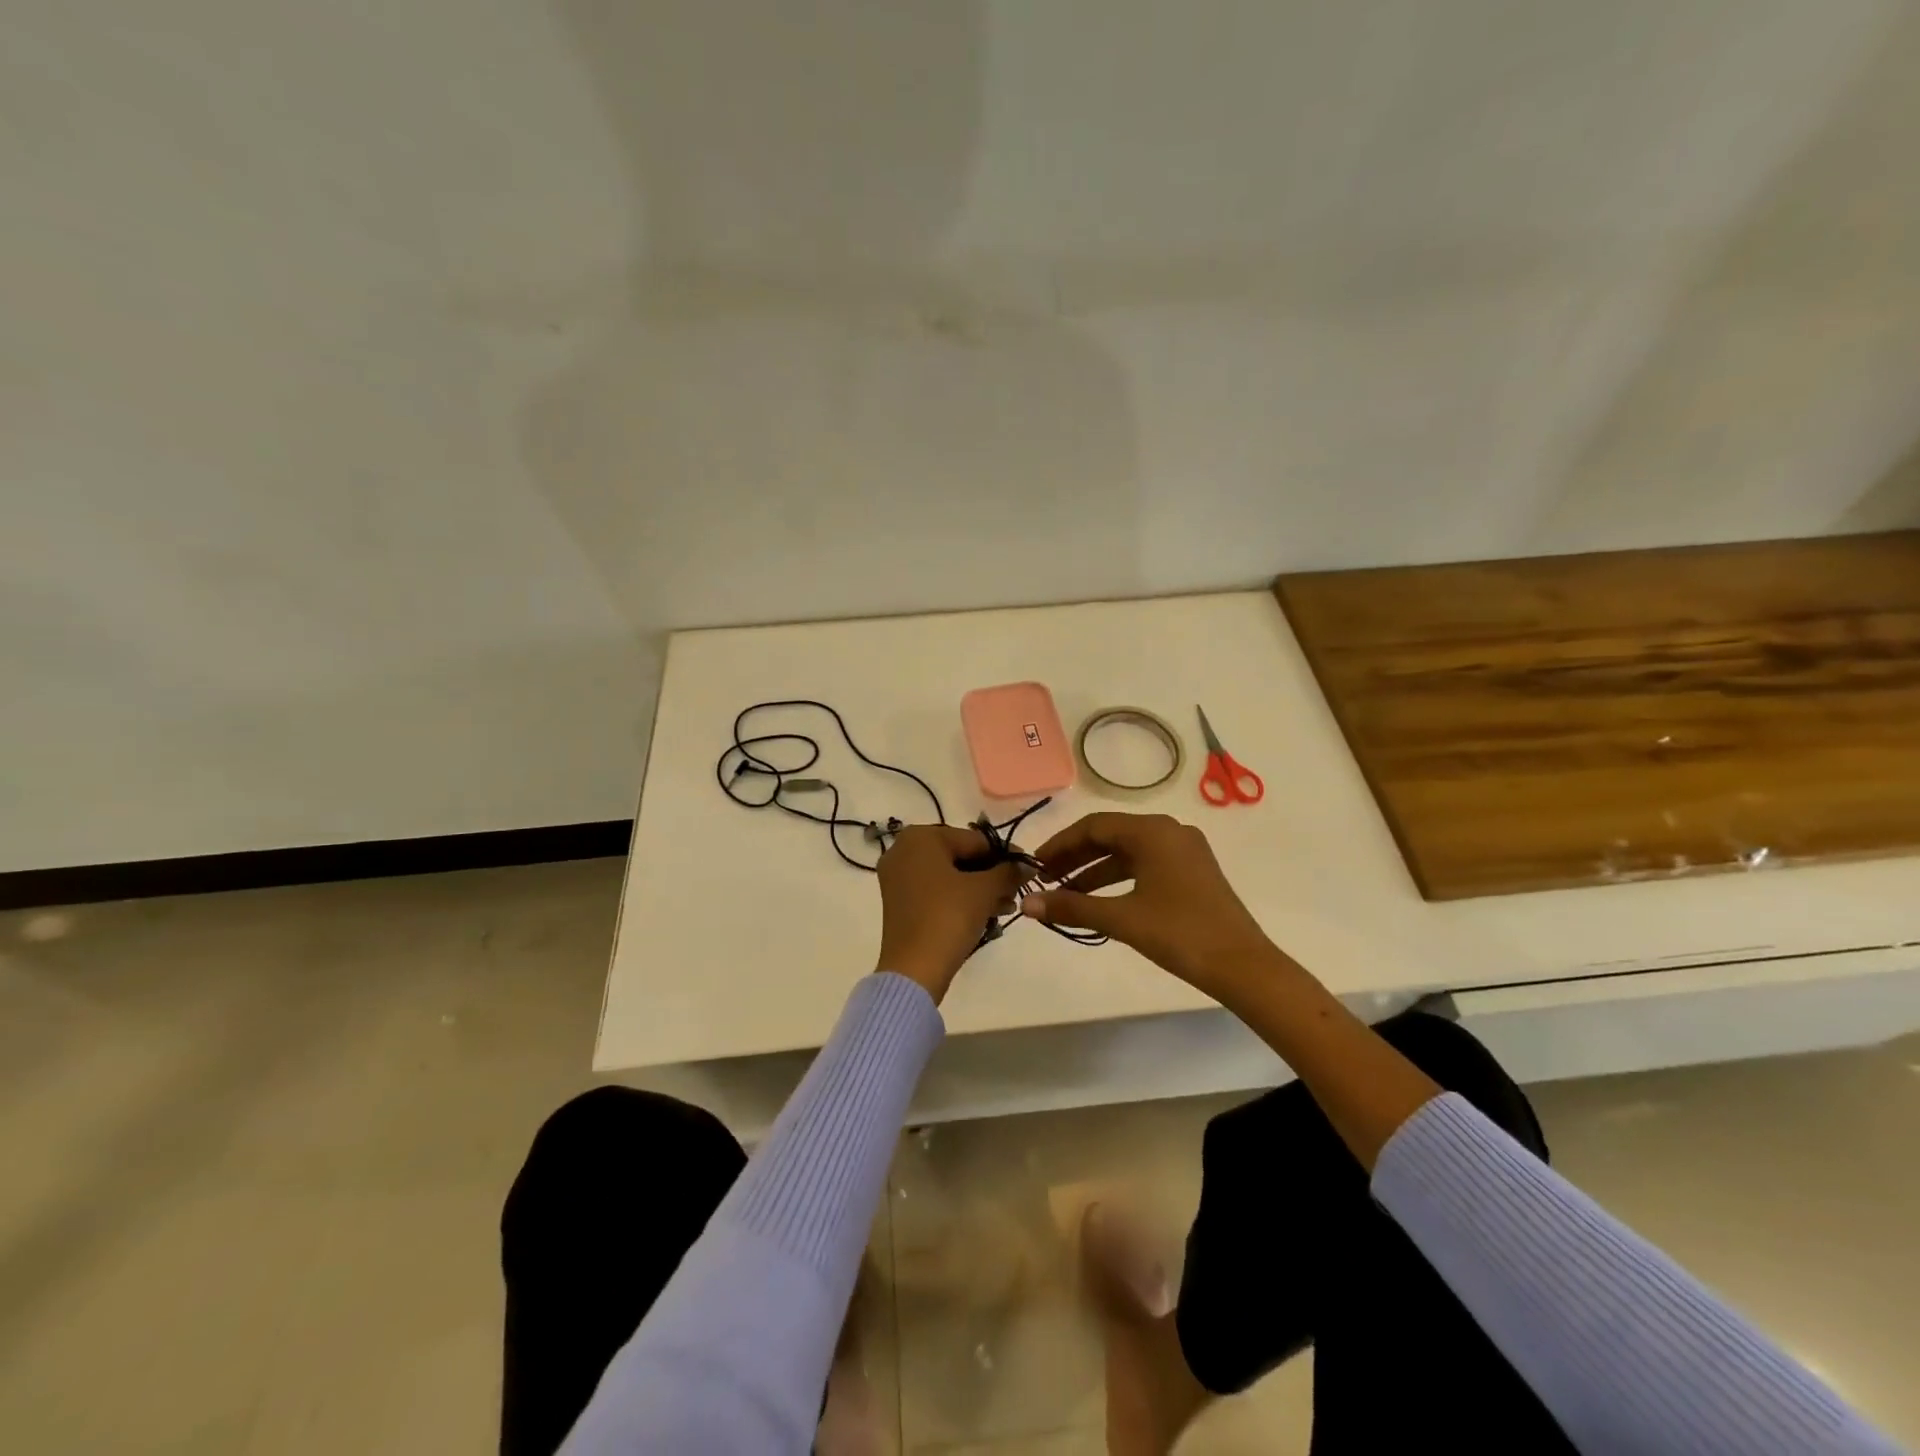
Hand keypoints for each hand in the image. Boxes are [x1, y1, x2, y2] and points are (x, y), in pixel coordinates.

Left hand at [874, 825, 1023, 1003]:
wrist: (914, 969)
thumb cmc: (948, 916)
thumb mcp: (985, 890)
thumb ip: (1008, 872)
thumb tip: (1026, 866)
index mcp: (921, 837)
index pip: (974, 839)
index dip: (1005, 854)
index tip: (1027, 868)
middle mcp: (903, 850)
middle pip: (961, 856)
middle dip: (992, 874)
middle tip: (1017, 890)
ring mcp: (898, 877)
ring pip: (950, 875)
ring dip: (980, 888)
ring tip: (1007, 906)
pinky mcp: (899, 902)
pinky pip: (936, 890)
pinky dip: (960, 898)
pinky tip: (987, 913)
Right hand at [1021, 812, 1280, 1000]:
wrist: (1243, 966)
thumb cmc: (1180, 933)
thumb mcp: (1121, 919)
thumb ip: (1072, 906)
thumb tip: (1026, 904)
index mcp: (1152, 831)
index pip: (1093, 826)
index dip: (1060, 845)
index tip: (1035, 866)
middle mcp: (1169, 831)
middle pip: (1110, 835)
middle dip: (1075, 857)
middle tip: (1045, 880)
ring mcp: (1184, 850)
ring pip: (1127, 852)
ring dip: (1094, 870)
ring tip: (1065, 893)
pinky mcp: (1192, 871)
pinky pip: (1145, 864)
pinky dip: (1118, 878)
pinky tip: (1099, 900)